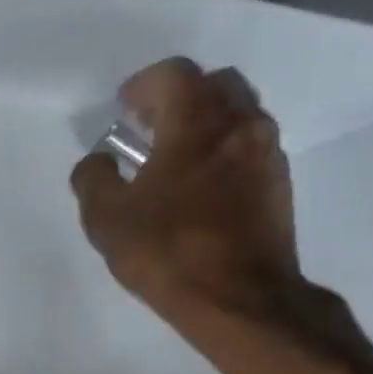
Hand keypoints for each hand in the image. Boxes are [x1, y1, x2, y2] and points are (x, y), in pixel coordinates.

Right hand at [70, 57, 301, 330]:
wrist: (240, 299)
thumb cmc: (168, 252)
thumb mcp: (106, 219)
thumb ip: (93, 179)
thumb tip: (98, 161)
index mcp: (196, 123)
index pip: (174, 74)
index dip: (144, 84)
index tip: (124, 109)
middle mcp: (240, 125)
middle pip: (215, 84)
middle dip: (180, 96)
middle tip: (151, 126)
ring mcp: (267, 154)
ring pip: (239, 114)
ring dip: (206, 123)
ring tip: (175, 157)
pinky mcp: (279, 185)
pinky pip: (251, 146)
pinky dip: (225, 149)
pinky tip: (201, 185)